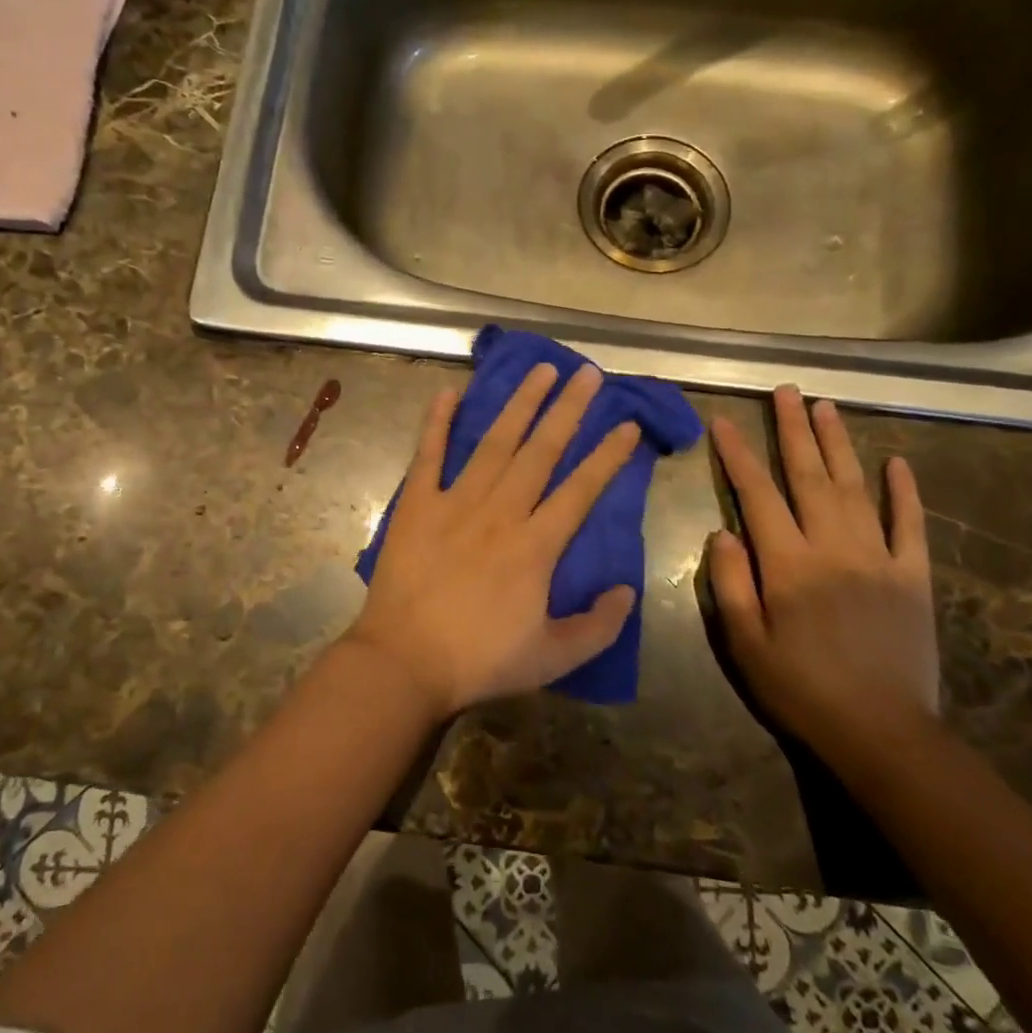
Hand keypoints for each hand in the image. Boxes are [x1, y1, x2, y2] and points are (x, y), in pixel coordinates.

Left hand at [346, 363, 641, 719]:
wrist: (404, 663)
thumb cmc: (479, 661)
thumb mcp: (553, 659)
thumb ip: (598, 626)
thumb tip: (627, 591)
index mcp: (535, 546)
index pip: (581, 489)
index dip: (608, 456)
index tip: (627, 423)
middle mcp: (500, 512)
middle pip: (541, 451)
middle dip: (568, 409)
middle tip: (587, 372)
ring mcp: (455, 503)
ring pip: (494, 443)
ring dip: (519, 404)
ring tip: (540, 370)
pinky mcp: (417, 505)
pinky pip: (429, 455)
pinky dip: (437, 423)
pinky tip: (448, 392)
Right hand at [706, 387, 938, 760]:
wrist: (882, 732)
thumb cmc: (800, 688)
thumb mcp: (744, 643)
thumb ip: (729, 583)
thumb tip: (722, 531)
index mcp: (788, 563)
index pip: (756, 493)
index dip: (737, 454)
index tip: (723, 420)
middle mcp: (833, 547)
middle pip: (809, 476)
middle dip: (792, 430)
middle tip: (785, 390)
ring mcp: (879, 558)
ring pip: (856, 487)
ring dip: (838, 444)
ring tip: (825, 407)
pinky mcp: (914, 576)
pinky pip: (910, 525)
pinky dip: (905, 491)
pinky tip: (898, 462)